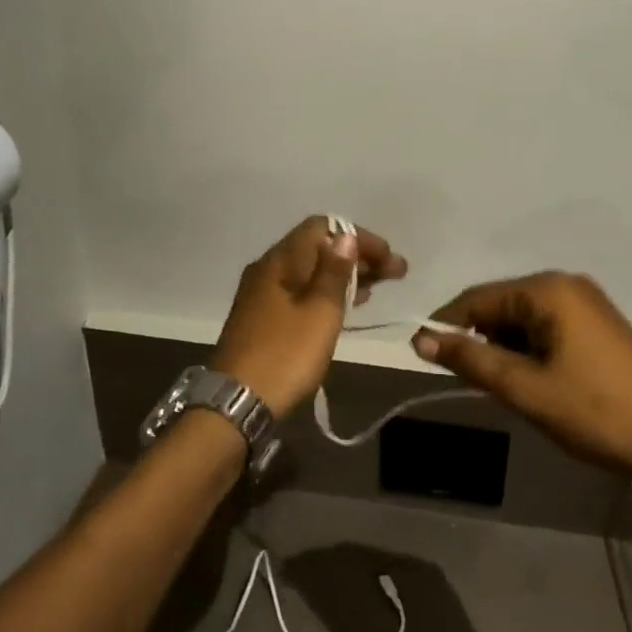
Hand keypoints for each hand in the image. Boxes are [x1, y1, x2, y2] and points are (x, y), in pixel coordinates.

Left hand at [211, 217, 406, 418]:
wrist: (236, 403)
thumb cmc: (285, 354)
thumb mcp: (320, 312)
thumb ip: (334, 272)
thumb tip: (345, 237)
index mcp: (280, 260)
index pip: (322, 227)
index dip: (358, 237)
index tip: (389, 257)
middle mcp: (268, 268)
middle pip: (316, 247)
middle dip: (356, 256)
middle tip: (394, 273)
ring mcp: (262, 294)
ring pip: (309, 271)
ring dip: (343, 275)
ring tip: (377, 288)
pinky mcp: (262, 318)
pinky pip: (300, 291)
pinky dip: (326, 293)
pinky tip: (347, 306)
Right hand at [413, 273, 631, 478]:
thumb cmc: (594, 411)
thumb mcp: (525, 389)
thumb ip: (471, 360)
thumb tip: (421, 340)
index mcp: (548, 290)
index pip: (477, 298)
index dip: (445, 325)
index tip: (423, 354)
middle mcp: (566, 285)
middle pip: (501, 305)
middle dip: (479, 340)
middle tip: (470, 381)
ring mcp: (588, 303)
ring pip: (523, 318)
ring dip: (505, 348)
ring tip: (504, 387)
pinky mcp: (600, 324)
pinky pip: (548, 327)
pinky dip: (530, 349)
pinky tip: (532, 379)